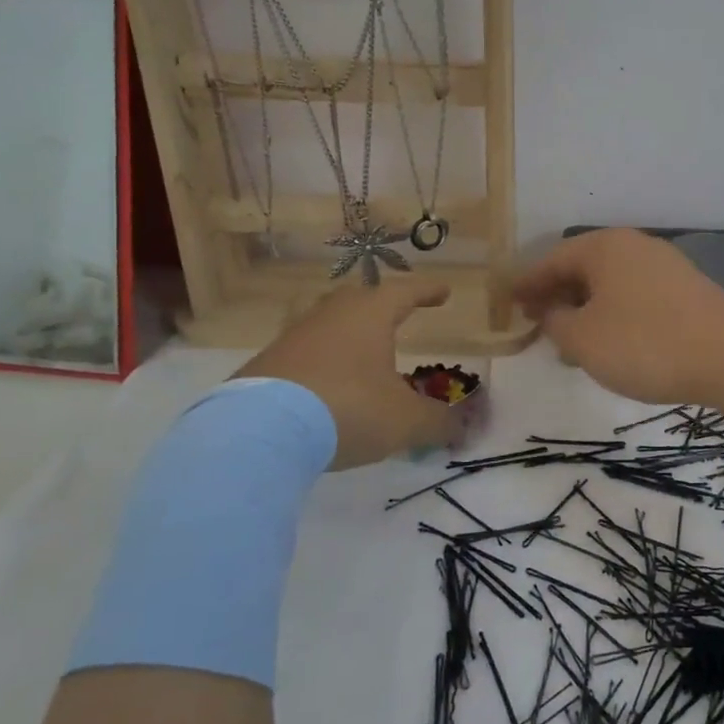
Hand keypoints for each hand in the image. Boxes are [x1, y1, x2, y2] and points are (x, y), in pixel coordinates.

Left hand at [232, 278, 461, 467]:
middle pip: (361, 299)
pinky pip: (305, 353)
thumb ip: (438, 422)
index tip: (444, 292)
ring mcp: (294, 337)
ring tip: (364, 354)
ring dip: (350, 335)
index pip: (405, 292)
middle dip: (382, 305)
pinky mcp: (267, 364)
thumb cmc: (348, 408)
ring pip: (329, 324)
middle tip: (398, 314)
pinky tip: (327, 385)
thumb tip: (464, 426)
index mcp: (370, 315)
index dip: (427, 292)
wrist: (260, 431)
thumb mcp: (405, 420)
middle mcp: (331, 315)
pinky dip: (323, 362)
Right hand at [510, 229, 723, 406]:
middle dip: (556, 295)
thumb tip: (552, 312)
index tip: (507, 302)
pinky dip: (613, 315)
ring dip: (585, 309)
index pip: (552, 259)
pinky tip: (611, 343)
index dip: (527, 283)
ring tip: (569, 340)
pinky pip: (634, 296)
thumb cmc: (645, 344)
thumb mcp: (584, 339)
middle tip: (535, 322)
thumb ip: (556, 323)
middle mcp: (634, 246)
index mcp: (604, 247)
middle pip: (583, 268)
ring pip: (610, 284)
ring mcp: (664, 266)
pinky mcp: (686, 291)